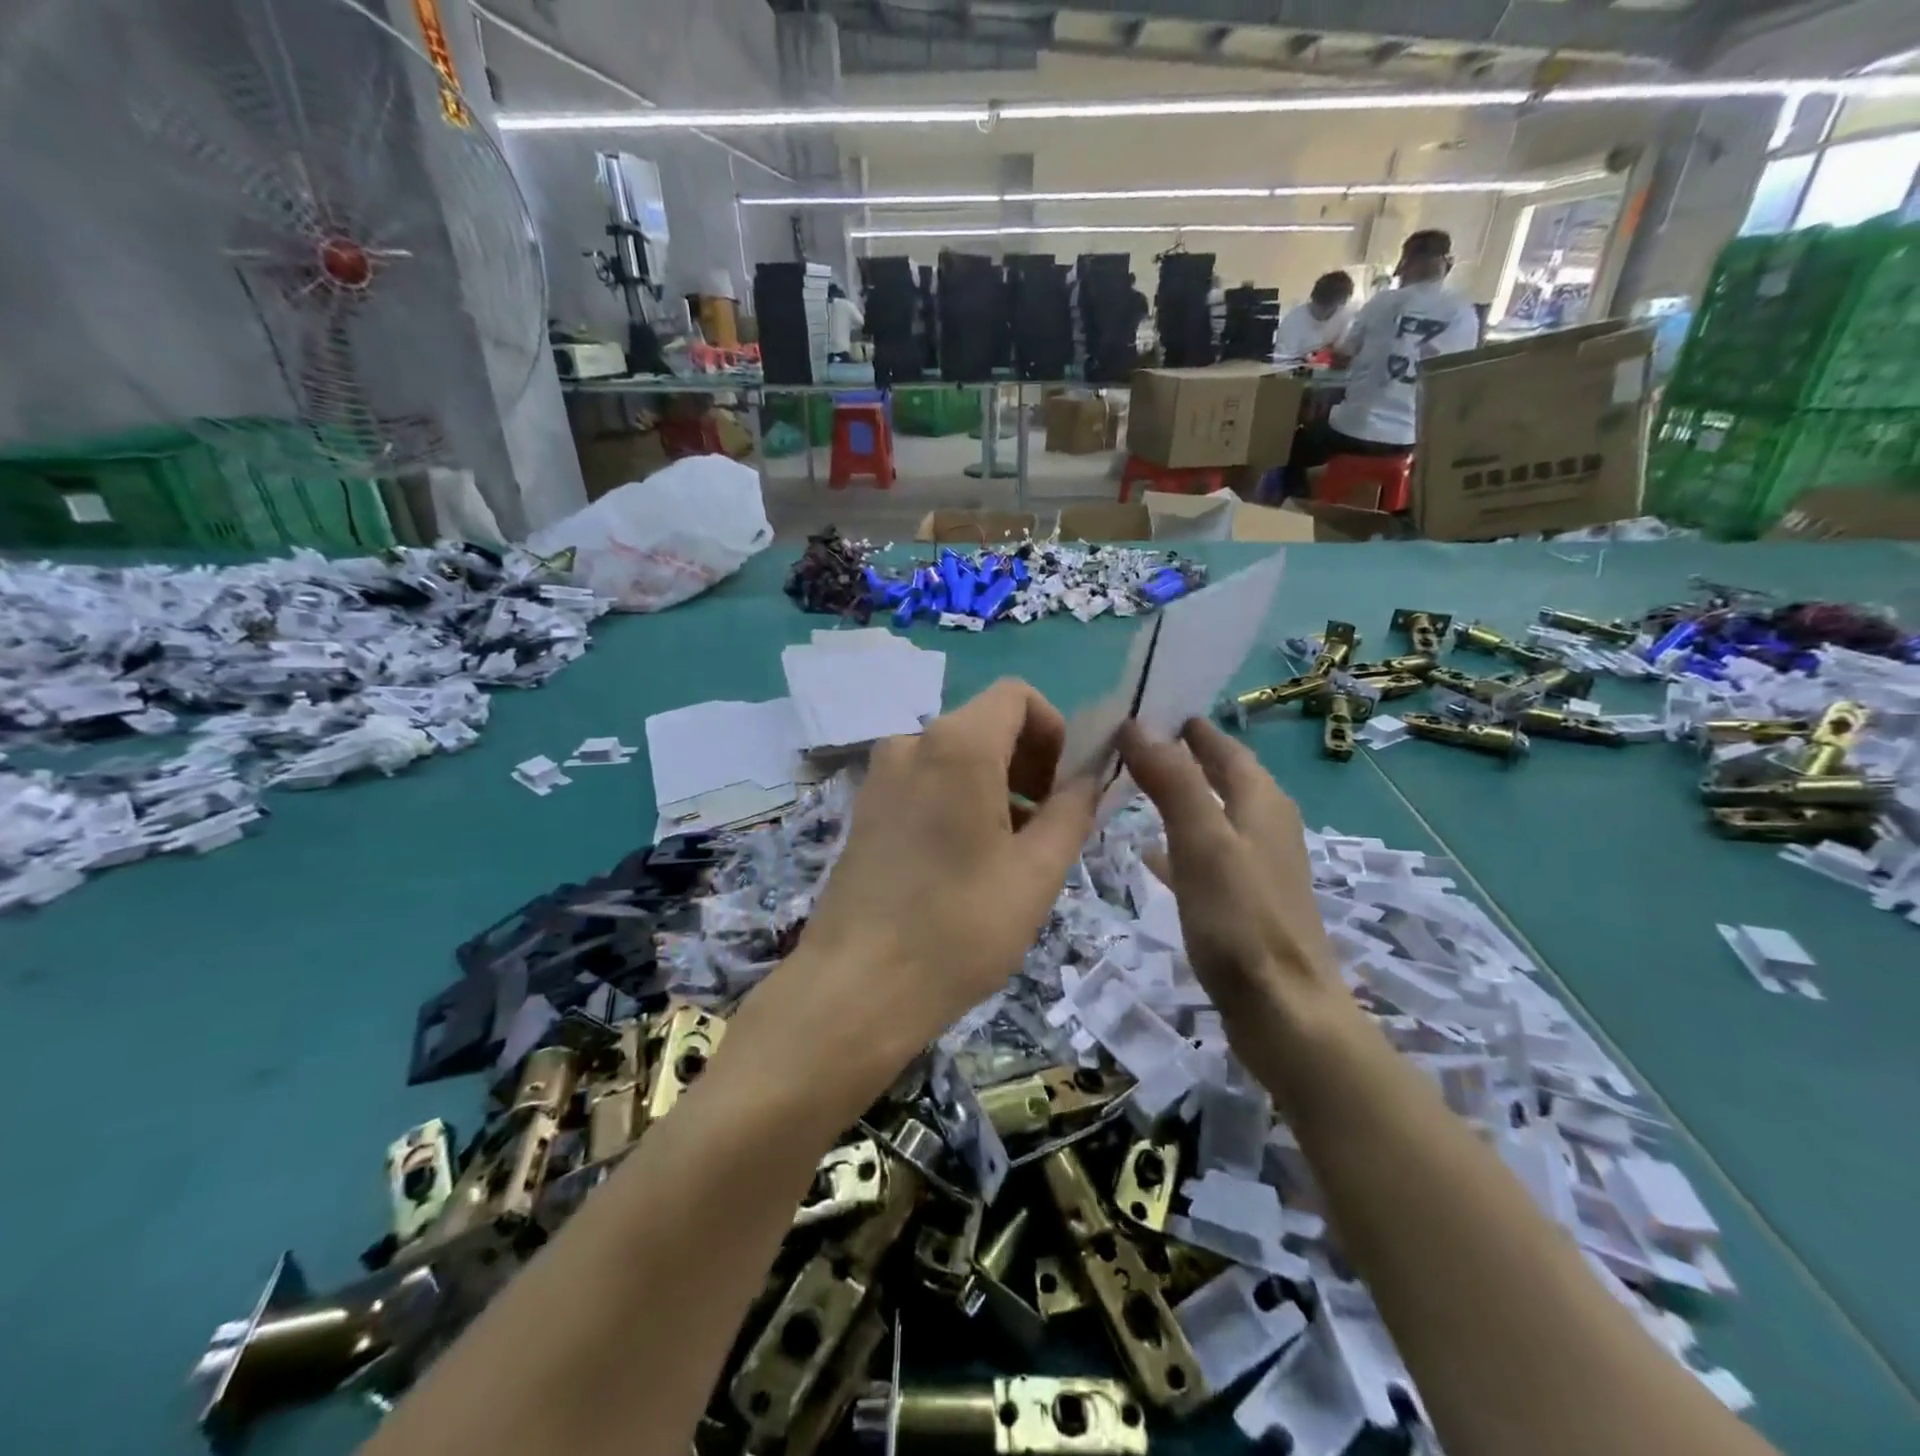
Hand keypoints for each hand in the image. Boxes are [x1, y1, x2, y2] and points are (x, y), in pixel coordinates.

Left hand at [795, 679, 1100, 1057]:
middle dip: (1026, 764)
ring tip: (1006, 856)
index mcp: (956, 745)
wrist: (856, 987)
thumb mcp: (1037, 872)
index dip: (1053, 731)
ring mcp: (879, 776)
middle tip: (1043, 829)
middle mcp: (911, 743)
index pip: (1017, 695)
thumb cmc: (959, 927)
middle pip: (985, 725)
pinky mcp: (863, 809)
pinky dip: (956, 801)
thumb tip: (1089, 779)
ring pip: (954, 757)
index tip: (1060, 789)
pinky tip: (962, 864)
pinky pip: (924, 783)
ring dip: (993, 787)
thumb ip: (1073, 811)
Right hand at [1120, 718, 1354, 1051]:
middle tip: (1131, 743)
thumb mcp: (1202, 842)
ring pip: (1213, 814)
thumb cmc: (1241, 921)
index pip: (1224, 747)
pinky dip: (1178, 843)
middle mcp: (1266, 826)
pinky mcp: (1246, 901)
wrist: (1284, 1012)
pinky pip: (1206, 854)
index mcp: (1262, 803)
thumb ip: (1172, 781)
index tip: (1147, 707)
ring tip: (1133, 787)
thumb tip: (1136, 724)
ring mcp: (1258, 866)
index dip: (1189, 727)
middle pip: (1222, 777)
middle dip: (1182, 757)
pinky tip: (1149, 853)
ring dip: (1178, 797)